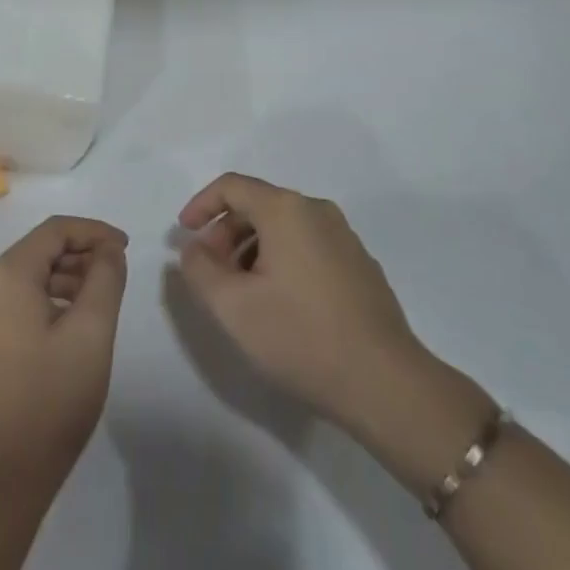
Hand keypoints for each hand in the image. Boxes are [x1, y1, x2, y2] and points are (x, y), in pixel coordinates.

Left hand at [0, 216, 128, 495]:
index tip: (126, 248)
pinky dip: (49, 299)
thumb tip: (108, 250)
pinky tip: (73, 325)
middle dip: (81, 254)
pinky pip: (18, 300)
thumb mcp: (91, 333)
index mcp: (6, 275)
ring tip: (101, 301)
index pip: (55, 230)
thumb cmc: (49, 401)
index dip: (94, 231)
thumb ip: (105, 278)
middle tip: (117, 275)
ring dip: (67, 277)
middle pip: (40, 250)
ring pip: (29, 275)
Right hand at [176, 174, 478, 439]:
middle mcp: (317, 210)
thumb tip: (195, 247)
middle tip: (210, 273)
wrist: (386, 384)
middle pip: (258, 205)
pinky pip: (308, 246)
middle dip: (226, 233)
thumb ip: (200, 269)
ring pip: (284, 228)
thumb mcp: (233, 307)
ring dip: (252, 250)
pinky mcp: (360, 265)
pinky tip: (280, 304)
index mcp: (286, 209)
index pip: (232, 186)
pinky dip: (282, 261)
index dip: (201, 205)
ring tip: (242, 294)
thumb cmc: (301, 337)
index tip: (183, 235)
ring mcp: (344, 237)